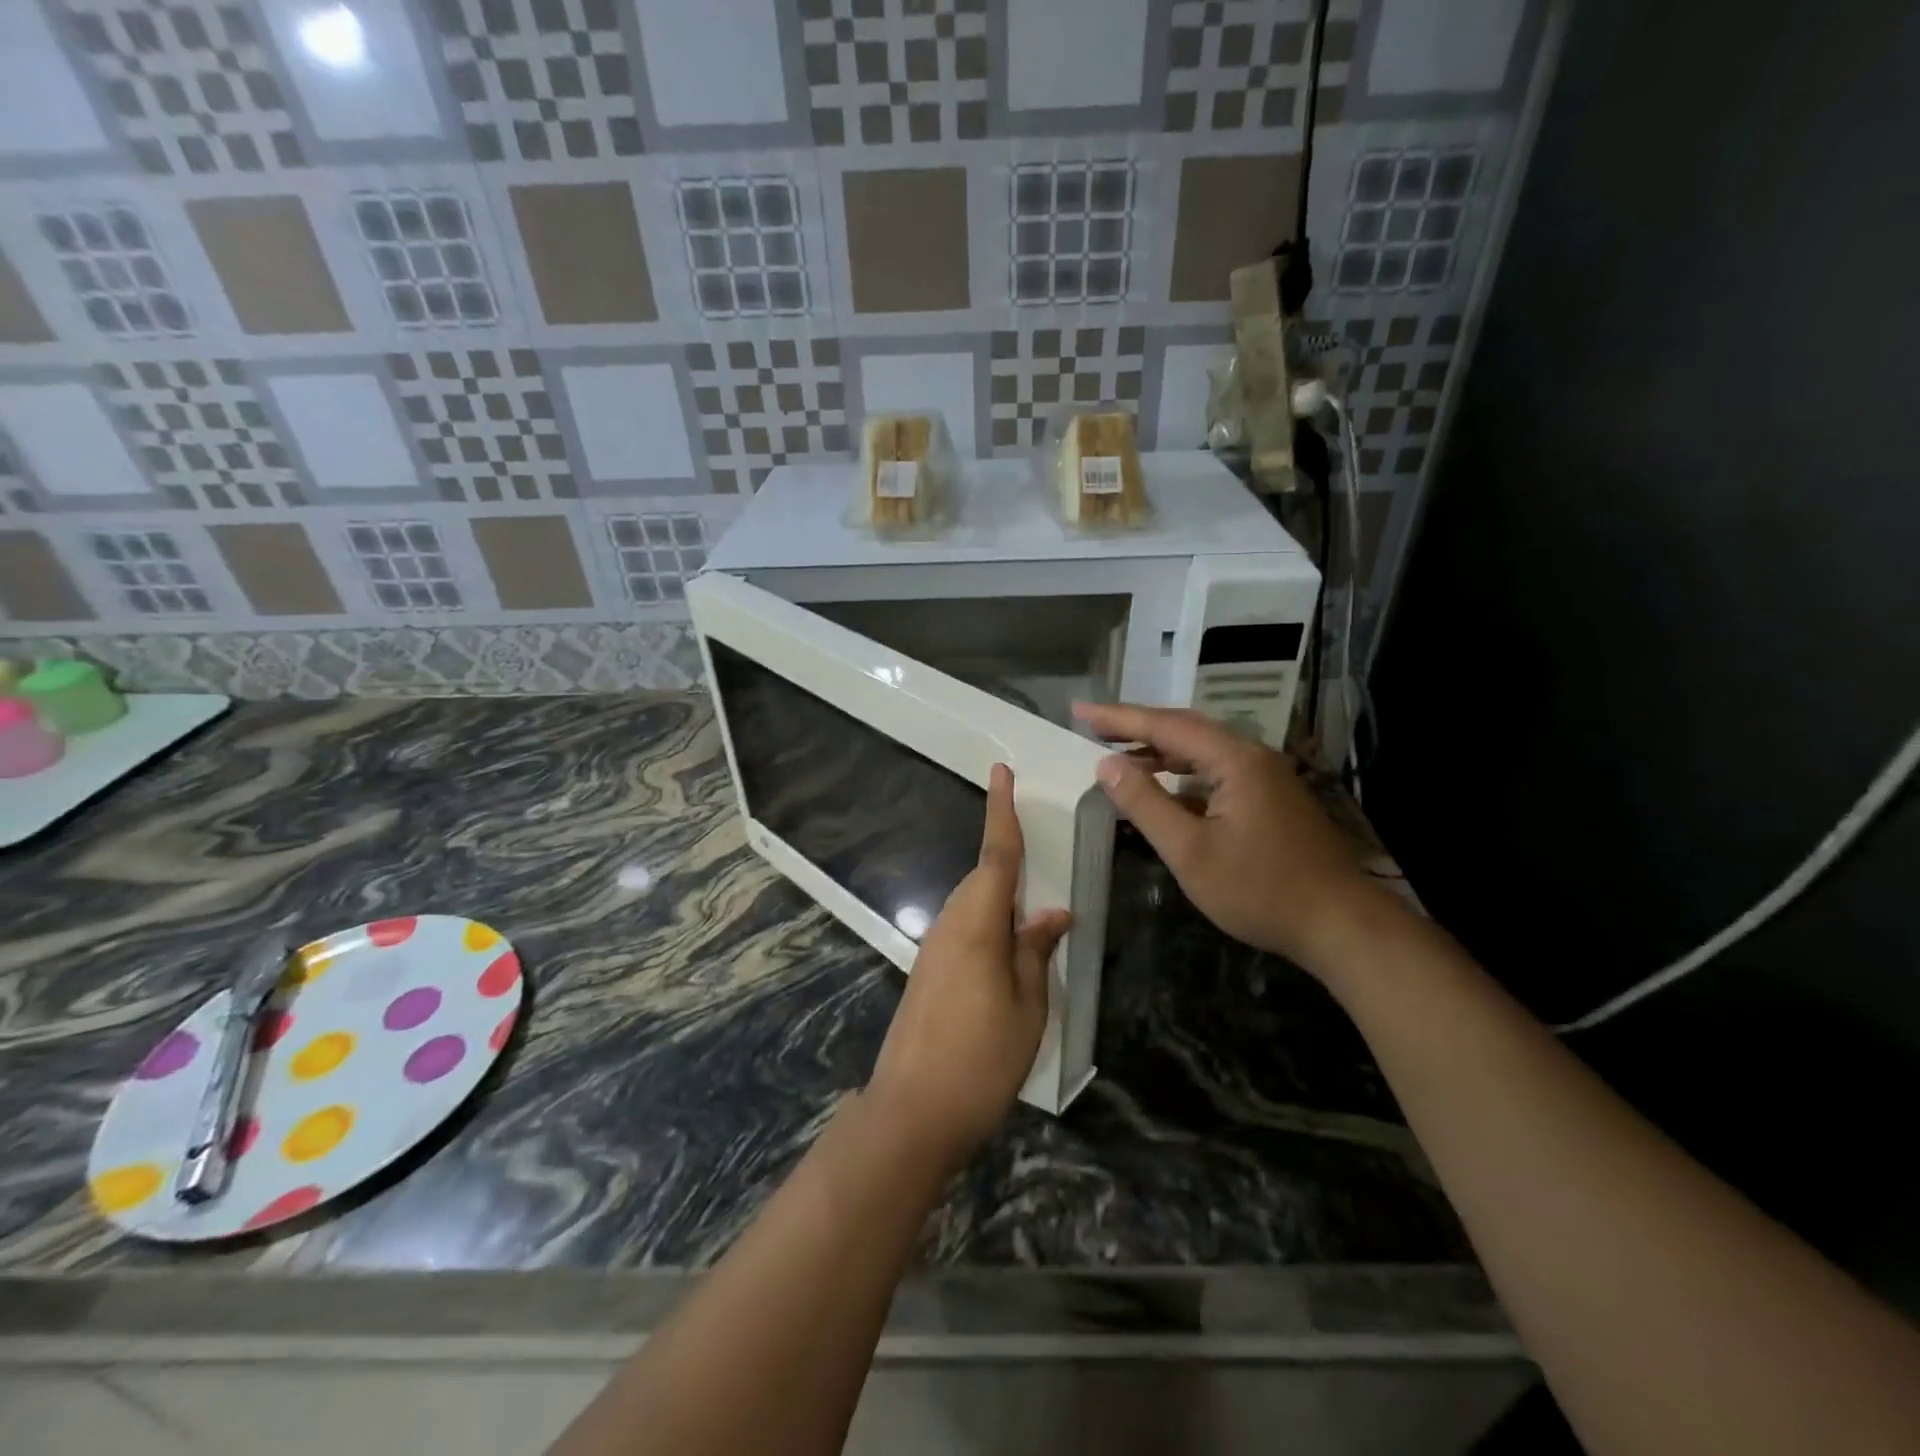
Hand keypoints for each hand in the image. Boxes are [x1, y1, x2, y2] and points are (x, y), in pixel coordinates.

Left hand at [865, 764, 1070, 1164]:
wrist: (911, 1112)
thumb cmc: (981, 1059)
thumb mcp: (1027, 1007)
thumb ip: (1036, 952)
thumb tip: (1053, 914)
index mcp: (978, 924)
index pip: (996, 855)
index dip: (1001, 811)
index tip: (1001, 771)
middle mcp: (950, 925)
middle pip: (984, 879)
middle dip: (1010, 863)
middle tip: (1044, 862)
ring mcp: (934, 950)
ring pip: (973, 906)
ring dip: (1002, 900)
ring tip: (1036, 920)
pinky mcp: (927, 973)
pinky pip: (964, 931)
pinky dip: (989, 927)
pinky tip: (1009, 956)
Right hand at [1074, 702, 1382, 975]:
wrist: (1340, 925)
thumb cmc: (1260, 890)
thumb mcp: (1190, 851)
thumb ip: (1145, 804)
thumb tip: (1107, 766)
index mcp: (1234, 760)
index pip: (1165, 725)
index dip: (1118, 717)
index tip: (1079, 710)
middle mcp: (1252, 756)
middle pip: (1185, 729)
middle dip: (1137, 726)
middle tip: (1093, 726)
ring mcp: (1266, 777)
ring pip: (1202, 751)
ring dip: (1159, 750)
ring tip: (1119, 755)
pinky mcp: (1270, 799)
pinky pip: (1216, 772)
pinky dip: (1182, 774)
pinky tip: (1164, 789)